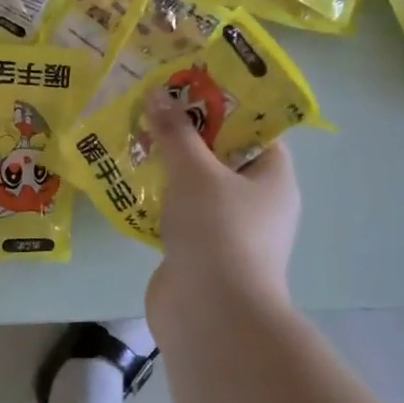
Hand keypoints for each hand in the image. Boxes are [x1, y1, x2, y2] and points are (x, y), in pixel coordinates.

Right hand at [143, 88, 301, 313]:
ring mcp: (229, 232)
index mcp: (273, 178)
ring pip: (198, 189)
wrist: (211, 314)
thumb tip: (158, 95)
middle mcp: (258, 204)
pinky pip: (180, 217)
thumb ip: (176, 133)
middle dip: (188, 135)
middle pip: (223, 158)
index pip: (257, 131)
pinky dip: (160, 202)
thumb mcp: (195, 172)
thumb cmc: (218, 231)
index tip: (189, 88)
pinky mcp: (201, 255)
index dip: (226, 107)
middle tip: (154, 109)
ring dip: (170, 169)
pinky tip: (130, 185)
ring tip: (135, 139)